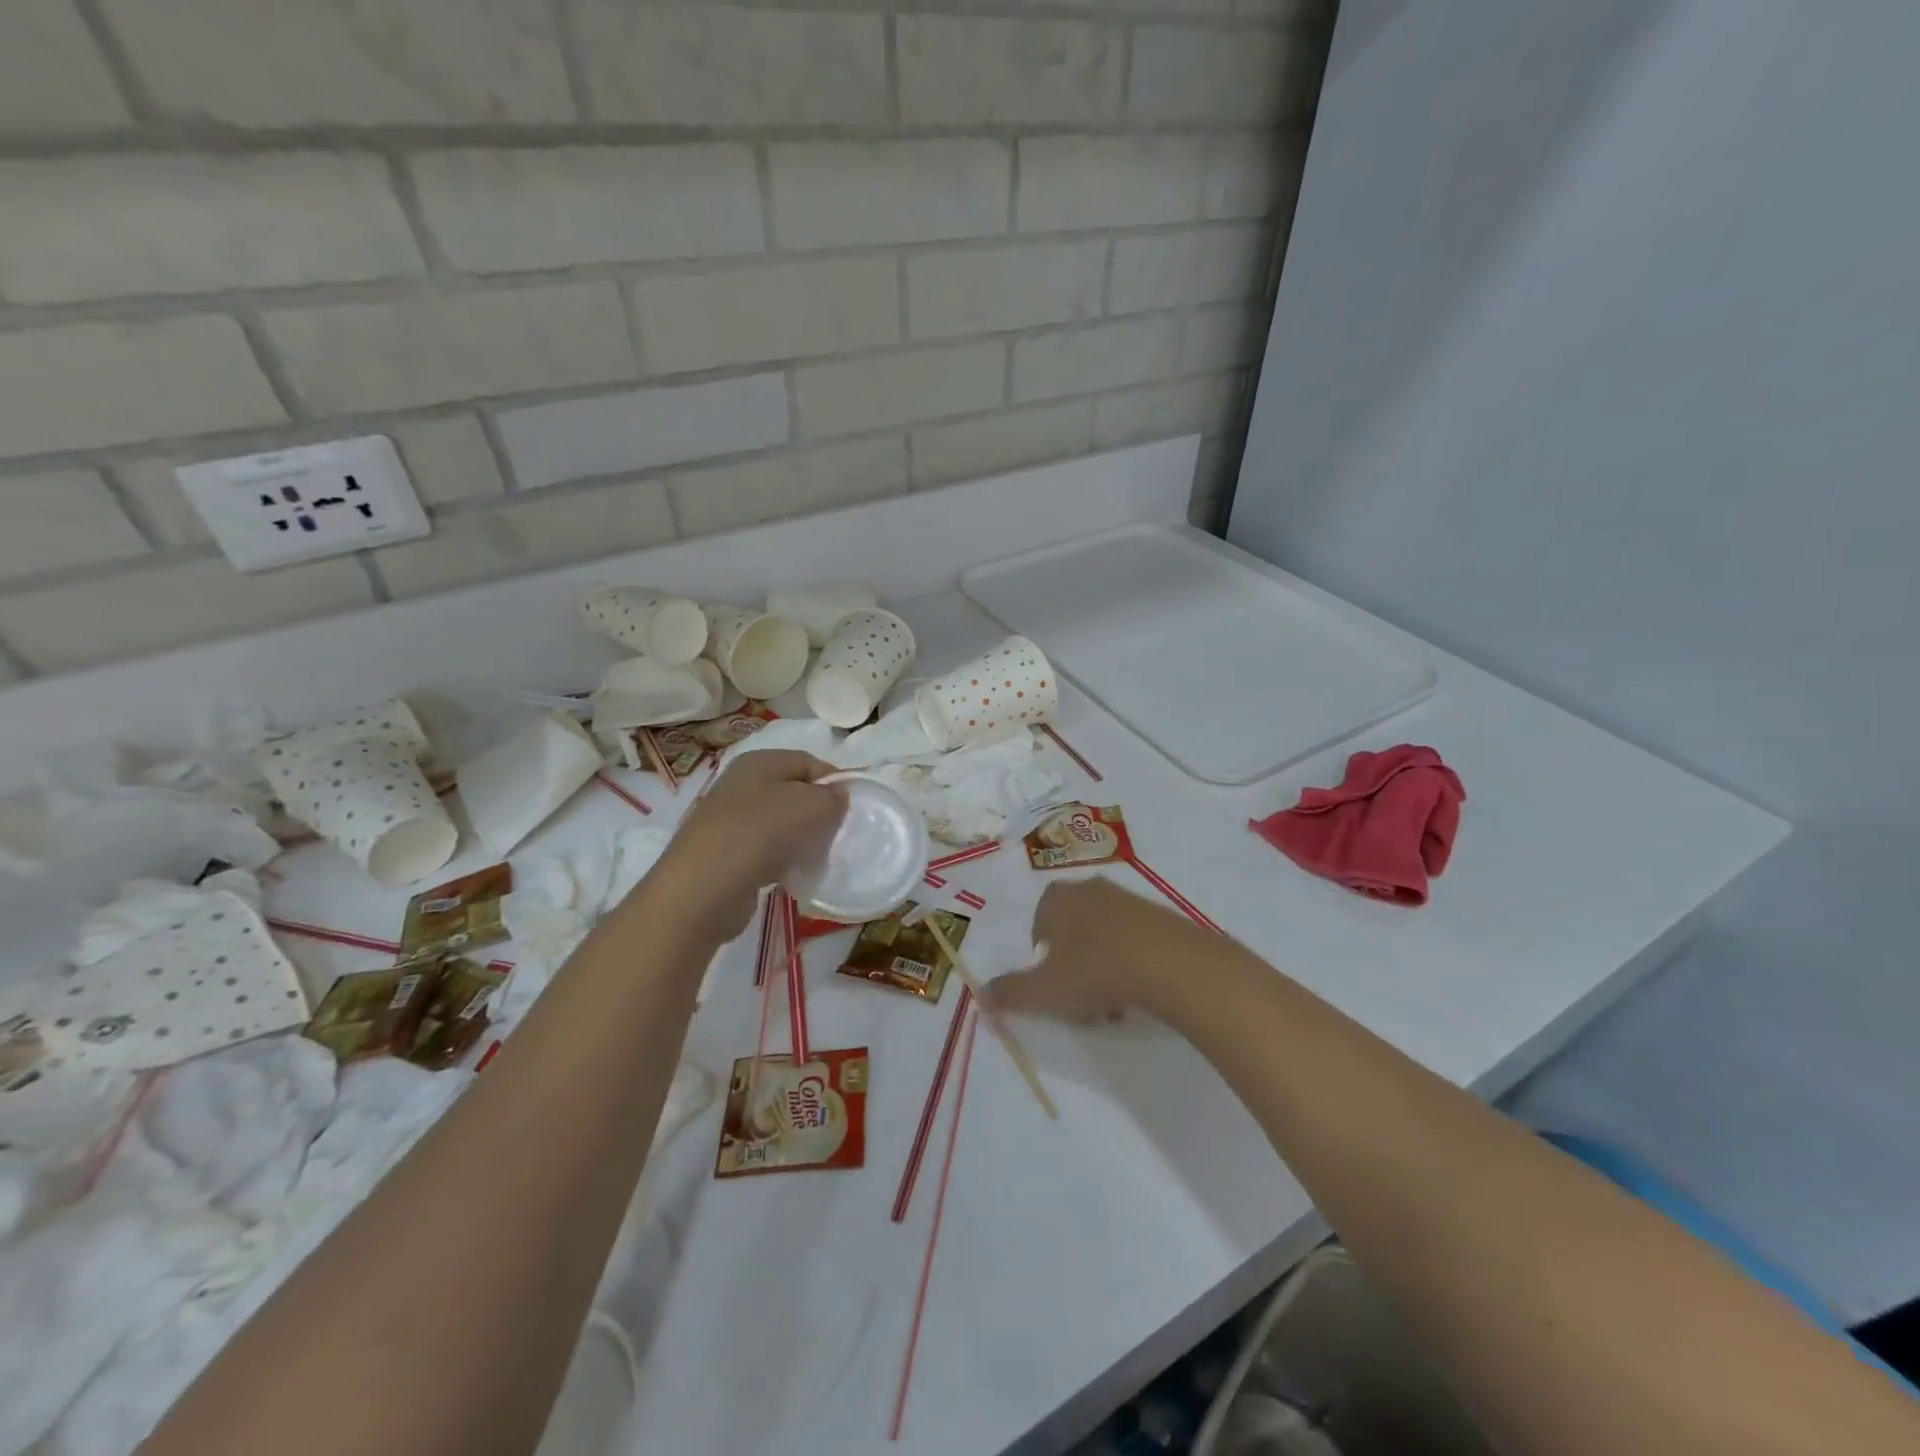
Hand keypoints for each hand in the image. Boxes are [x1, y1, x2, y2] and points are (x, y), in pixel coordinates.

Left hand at [646, 750, 845, 942]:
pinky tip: (792, 875)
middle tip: (837, 833)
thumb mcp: (810, 805)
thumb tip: (837, 795)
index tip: (852, 807)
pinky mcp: (726, 855)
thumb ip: (832, 796)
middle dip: (818, 811)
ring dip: (801, 838)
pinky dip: (782, 860)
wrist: (703, 888)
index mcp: (758, 762)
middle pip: (793, 792)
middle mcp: (740, 785)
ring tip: (816, 856)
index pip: (807, 761)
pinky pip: (765, 850)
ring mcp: (729, 821)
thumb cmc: (760, 833)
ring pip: (780, 823)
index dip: (833, 780)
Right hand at [983, 877, 1223, 1023]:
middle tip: (1078, 995)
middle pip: (1072, 926)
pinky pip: (1134, 939)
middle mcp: (1090, 889)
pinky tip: (1137, 991)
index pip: (1039, 920)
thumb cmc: (1095, 970)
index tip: (1050, 982)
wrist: (1171, 963)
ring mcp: (1129, 899)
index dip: (1040, 953)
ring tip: (1110, 1001)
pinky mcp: (1161, 915)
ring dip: (1101, 964)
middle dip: (1071, 959)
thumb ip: (1010, 993)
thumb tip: (980, 996)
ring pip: (1103, 933)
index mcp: (1057, 899)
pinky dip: (1130, 962)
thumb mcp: (1044, 990)